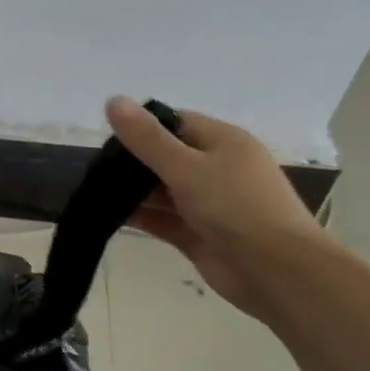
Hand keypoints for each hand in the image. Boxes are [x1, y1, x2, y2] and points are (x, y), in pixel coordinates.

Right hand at [106, 96, 330, 318]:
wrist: (277, 271)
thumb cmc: (235, 206)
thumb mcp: (186, 166)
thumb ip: (147, 138)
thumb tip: (112, 99)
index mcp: (223, 142)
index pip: (176, 123)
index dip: (142, 126)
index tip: (106, 136)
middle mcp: (217, 169)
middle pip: (167, 157)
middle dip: (132, 161)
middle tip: (93, 167)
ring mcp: (208, 205)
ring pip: (163, 191)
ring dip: (132, 191)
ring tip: (92, 190)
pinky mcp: (198, 235)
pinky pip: (163, 220)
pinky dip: (139, 217)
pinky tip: (107, 215)